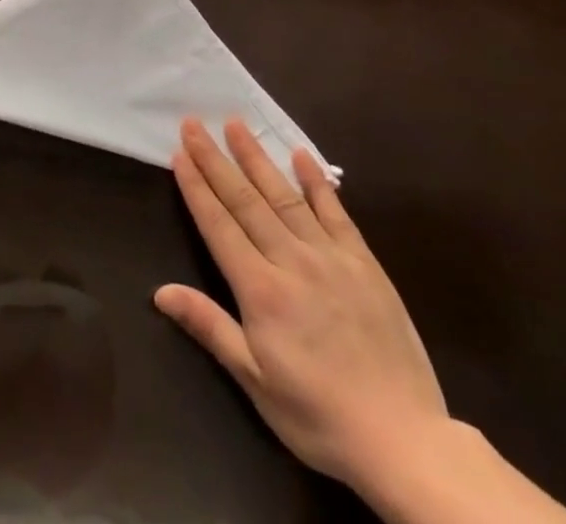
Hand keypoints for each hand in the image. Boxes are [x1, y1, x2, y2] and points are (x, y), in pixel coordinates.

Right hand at [155, 119, 448, 492]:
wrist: (405, 441)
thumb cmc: (319, 416)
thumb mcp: (256, 381)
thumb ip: (209, 327)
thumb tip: (160, 291)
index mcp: (261, 290)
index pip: (219, 226)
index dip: (196, 188)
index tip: (179, 154)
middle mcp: (292, 260)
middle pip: (245, 201)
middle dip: (215, 160)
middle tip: (193, 124)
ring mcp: (330, 257)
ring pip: (284, 196)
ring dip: (257, 158)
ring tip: (235, 124)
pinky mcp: (364, 263)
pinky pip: (336, 213)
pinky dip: (317, 181)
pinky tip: (301, 155)